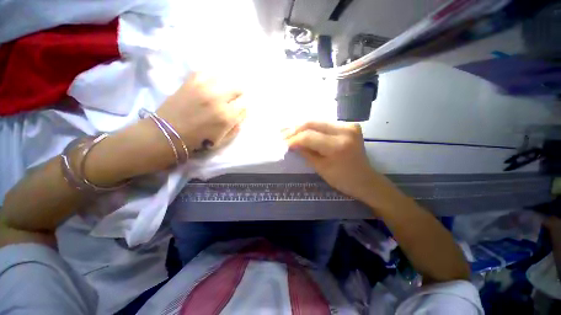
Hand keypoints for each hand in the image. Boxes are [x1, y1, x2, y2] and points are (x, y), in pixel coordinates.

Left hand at [156, 72, 245, 152]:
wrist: (169, 132)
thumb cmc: (199, 140)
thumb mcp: (223, 140)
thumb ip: (236, 127)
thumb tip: (242, 113)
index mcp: (226, 116)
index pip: (244, 103)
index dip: (243, 106)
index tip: (239, 109)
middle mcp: (218, 98)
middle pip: (237, 87)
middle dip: (238, 95)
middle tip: (232, 100)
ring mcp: (204, 87)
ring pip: (225, 78)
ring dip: (227, 86)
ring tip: (222, 92)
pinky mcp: (191, 81)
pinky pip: (208, 72)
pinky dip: (213, 78)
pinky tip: (211, 85)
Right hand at [284, 121, 380, 200]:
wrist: (365, 179)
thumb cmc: (342, 180)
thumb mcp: (321, 168)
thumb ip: (306, 153)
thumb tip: (292, 144)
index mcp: (338, 146)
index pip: (309, 137)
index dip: (294, 139)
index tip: (283, 143)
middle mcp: (345, 131)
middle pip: (313, 124)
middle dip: (295, 129)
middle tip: (283, 134)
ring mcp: (349, 125)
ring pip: (318, 121)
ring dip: (302, 126)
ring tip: (289, 131)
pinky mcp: (350, 125)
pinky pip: (325, 124)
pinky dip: (313, 127)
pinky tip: (303, 130)